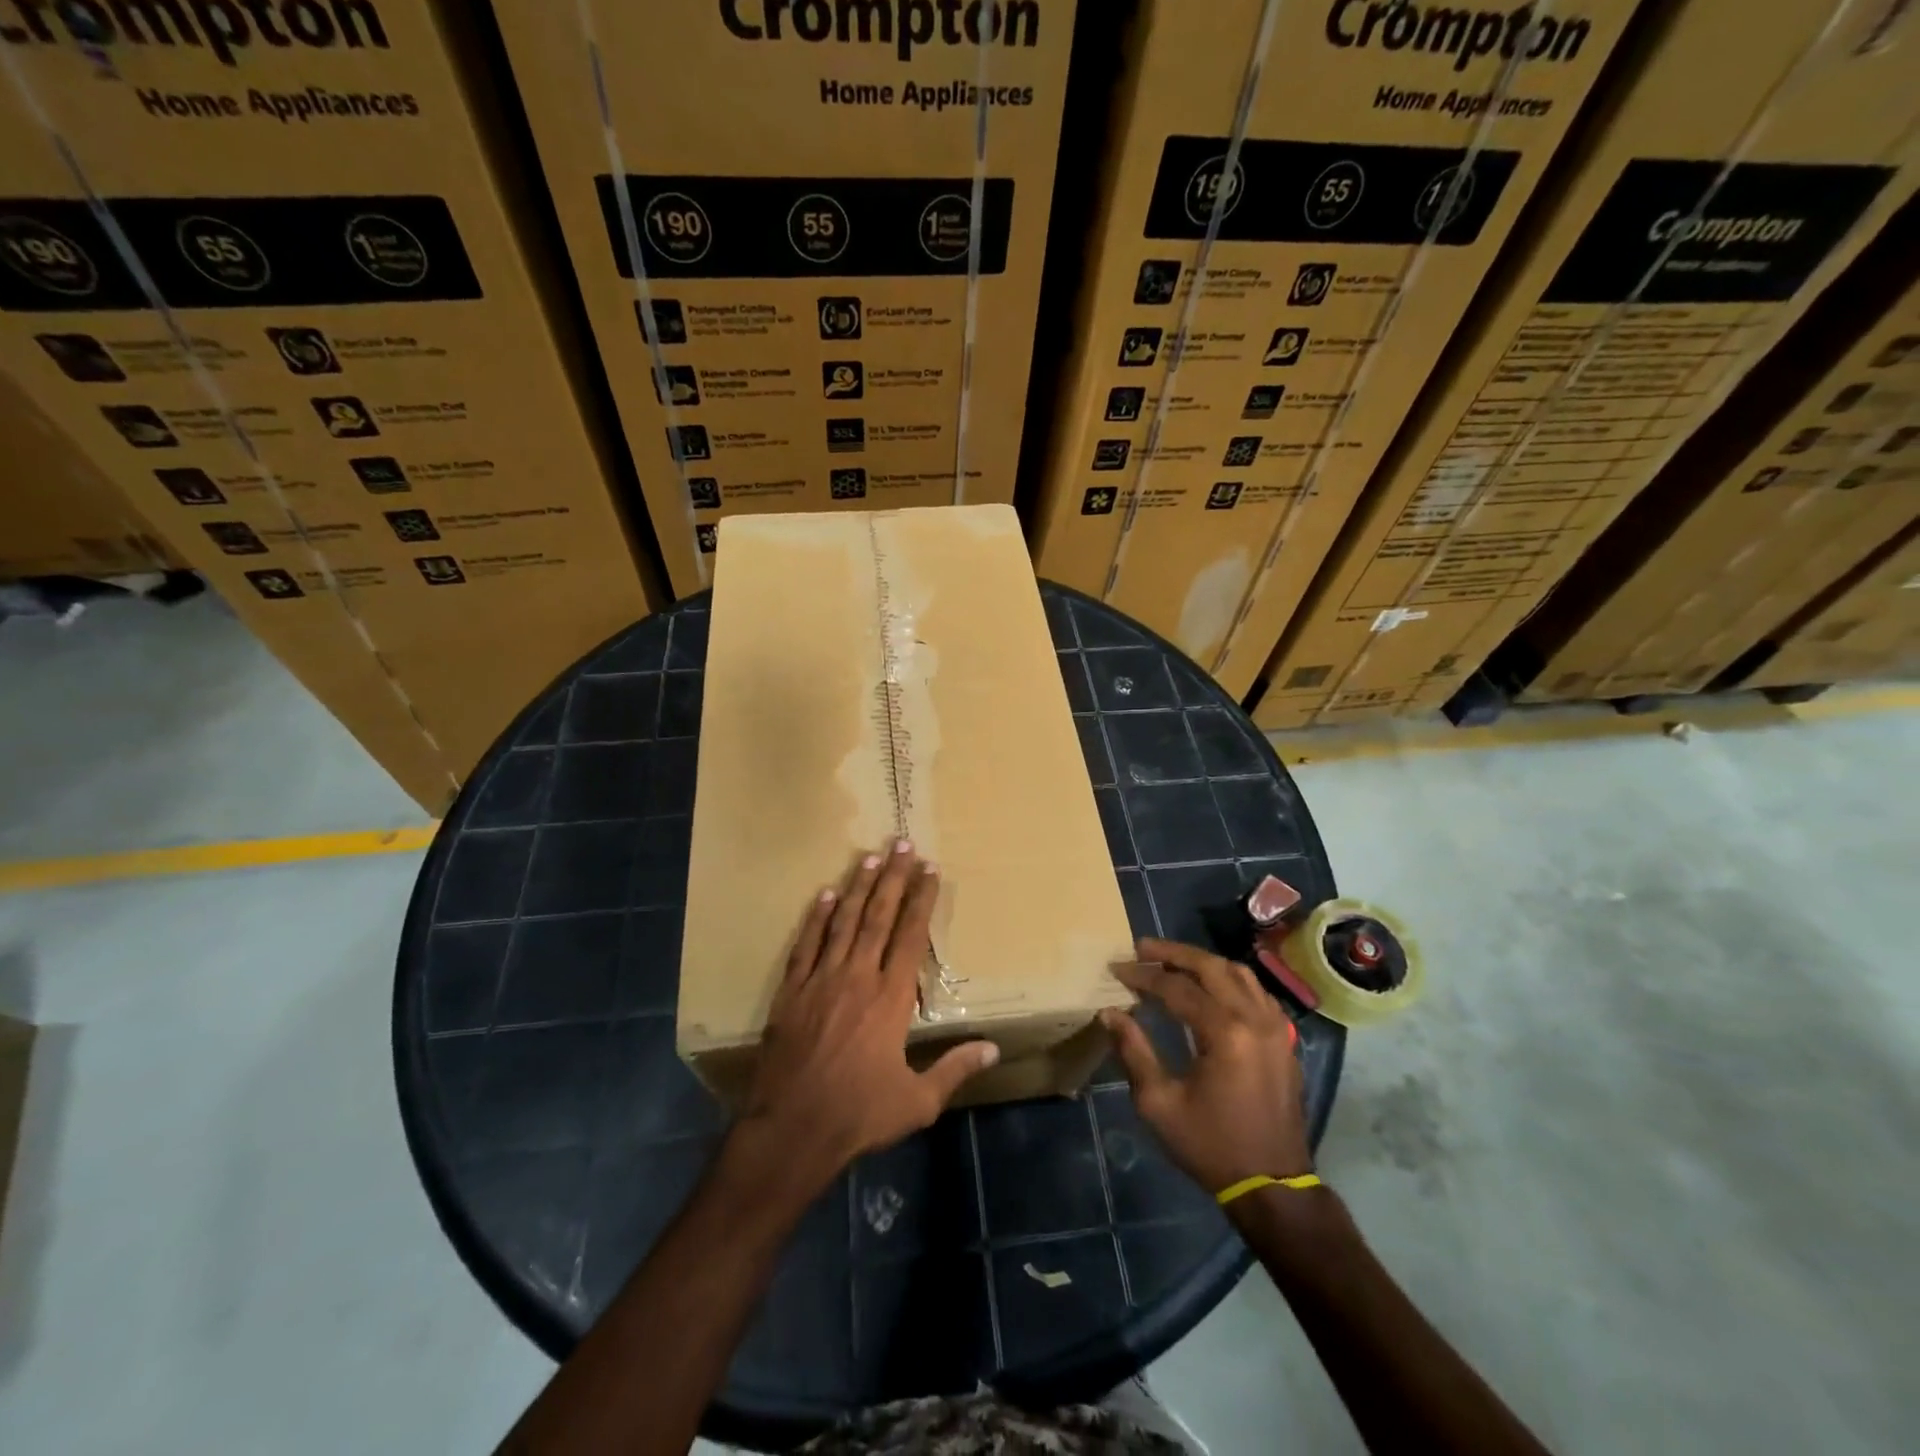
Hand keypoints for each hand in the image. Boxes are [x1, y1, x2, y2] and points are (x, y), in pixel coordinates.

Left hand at [731, 842, 999, 1197]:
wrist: (792, 1130)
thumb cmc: (859, 1114)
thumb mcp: (917, 1102)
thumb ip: (954, 1069)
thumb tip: (993, 1049)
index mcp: (891, 1000)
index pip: (910, 936)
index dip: (922, 899)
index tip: (930, 869)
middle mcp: (858, 978)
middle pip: (878, 916)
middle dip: (892, 877)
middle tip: (901, 843)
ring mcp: (820, 981)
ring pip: (843, 922)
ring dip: (857, 887)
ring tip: (869, 856)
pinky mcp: (791, 992)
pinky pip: (805, 945)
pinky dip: (816, 918)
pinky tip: (824, 895)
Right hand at [1101, 937, 1311, 1196]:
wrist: (1272, 1185)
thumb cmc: (1210, 1145)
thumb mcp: (1159, 1104)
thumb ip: (1134, 1052)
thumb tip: (1109, 1013)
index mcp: (1224, 1033)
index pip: (1176, 986)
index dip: (1143, 975)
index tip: (1116, 967)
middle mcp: (1255, 1019)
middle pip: (1211, 966)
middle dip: (1173, 953)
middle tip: (1142, 948)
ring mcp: (1276, 1027)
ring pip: (1238, 973)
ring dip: (1203, 962)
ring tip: (1172, 961)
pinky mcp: (1284, 1039)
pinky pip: (1257, 992)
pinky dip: (1229, 980)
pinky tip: (1210, 987)